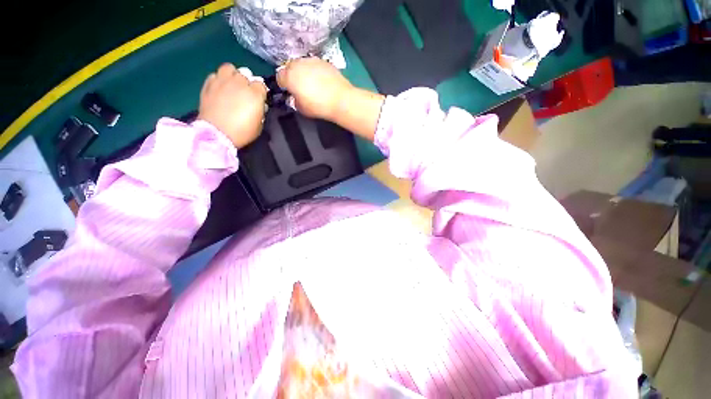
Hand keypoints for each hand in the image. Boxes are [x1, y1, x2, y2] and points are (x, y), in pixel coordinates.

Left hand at [198, 63, 267, 147]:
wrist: (217, 134)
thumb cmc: (242, 132)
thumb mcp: (259, 124)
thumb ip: (260, 111)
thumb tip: (259, 105)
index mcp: (254, 94)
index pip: (261, 84)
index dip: (260, 92)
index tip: (259, 100)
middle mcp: (239, 83)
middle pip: (245, 74)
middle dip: (247, 83)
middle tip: (245, 93)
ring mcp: (222, 81)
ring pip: (229, 68)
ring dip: (232, 75)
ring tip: (232, 85)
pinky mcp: (208, 84)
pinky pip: (215, 75)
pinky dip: (219, 80)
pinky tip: (220, 89)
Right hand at [276, 57, 353, 120]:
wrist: (340, 99)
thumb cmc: (318, 106)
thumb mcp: (301, 109)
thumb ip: (294, 101)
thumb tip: (294, 98)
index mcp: (289, 76)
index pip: (279, 77)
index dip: (284, 85)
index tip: (290, 92)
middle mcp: (298, 64)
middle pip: (290, 67)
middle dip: (293, 76)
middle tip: (301, 88)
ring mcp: (312, 60)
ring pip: (302, 64)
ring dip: (304, 72)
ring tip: (312, 84)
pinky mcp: (324, 61)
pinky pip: (315, 65)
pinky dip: (315, 71)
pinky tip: (322, 81)